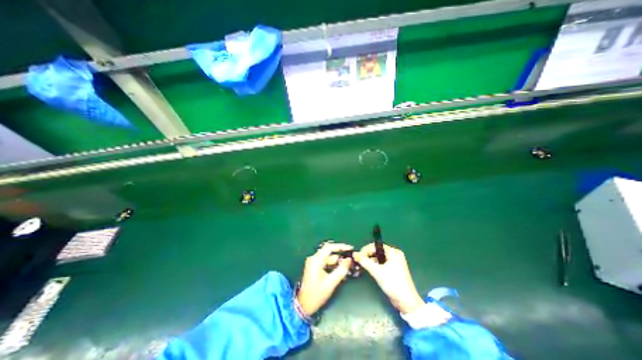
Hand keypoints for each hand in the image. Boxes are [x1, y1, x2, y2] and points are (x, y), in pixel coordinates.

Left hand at [296, 244, 353, 315]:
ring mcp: (314, 264)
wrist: (304, 306)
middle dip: (341, 256)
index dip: (340, 246)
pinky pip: (326, 264)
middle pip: (329, 253)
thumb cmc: (316, 294)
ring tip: (349, 267)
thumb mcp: (331, 282)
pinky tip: (342, 272)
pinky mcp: (315, 269)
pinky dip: (334, 267)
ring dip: (338, 262)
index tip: (350, 248)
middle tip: (351, 259)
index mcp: (316, 260)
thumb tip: (349, 260)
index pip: (329, 247)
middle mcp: (314, 259)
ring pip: (329, 259)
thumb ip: (341, 270)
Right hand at [351, 244, 424, 312]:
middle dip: (367, 255)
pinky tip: (368, 269)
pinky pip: (381, 264)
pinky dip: (374, 265)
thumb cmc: (393, 284)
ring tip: (361, 265)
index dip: (366, 249)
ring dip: (370, 261)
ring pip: (378, 258)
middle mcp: (394, 255)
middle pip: (377, 251)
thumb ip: (365, 262)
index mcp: (393, 252)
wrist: (406, 302)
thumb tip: (355, 254)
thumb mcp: (377, 272)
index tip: (358, 255)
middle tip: (359, 260)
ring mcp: (394, 263)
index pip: (376, 246)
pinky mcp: (393, 270)